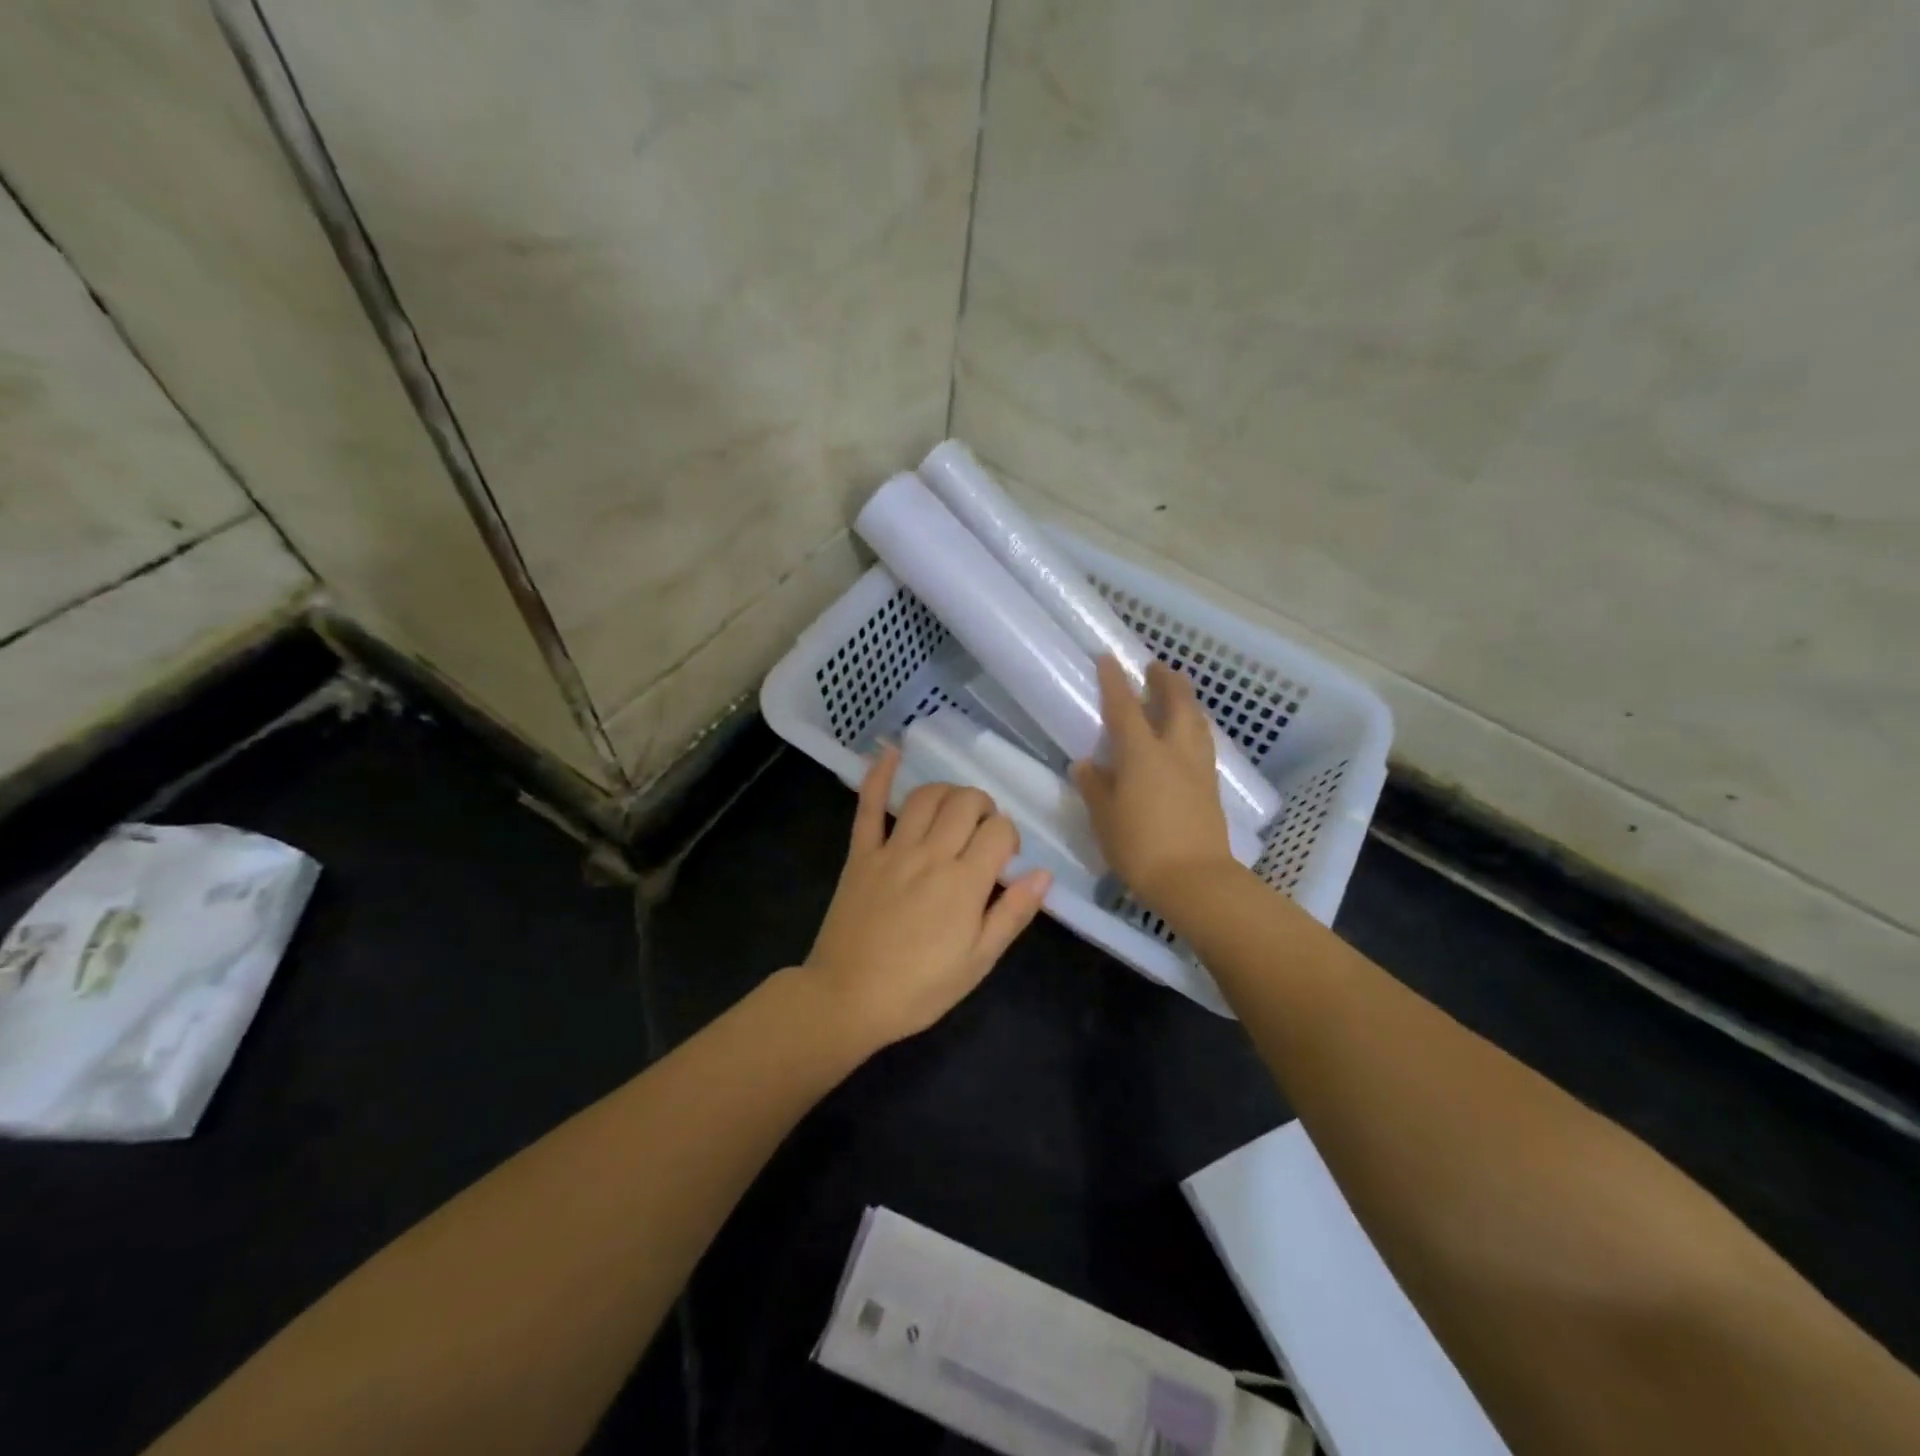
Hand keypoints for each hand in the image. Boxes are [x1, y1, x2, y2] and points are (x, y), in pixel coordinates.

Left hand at [801, 746, 1050, 1047]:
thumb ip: (1012, 914)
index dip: (1010, 836)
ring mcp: (892, 850)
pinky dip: (878, 776)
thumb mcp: (978, 962)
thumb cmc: (919, 989)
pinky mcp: (860, 854)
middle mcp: (931, 854)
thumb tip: (1044, 874)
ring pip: (926, 797)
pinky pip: (868, 807)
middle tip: (982, 832)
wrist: (847, 999)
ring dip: (948, 793)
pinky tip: (889, 752)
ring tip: (954, 809)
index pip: (1000, 831)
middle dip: (984, 807)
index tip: (1005, 859)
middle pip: (966, 803)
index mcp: (964, 882)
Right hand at [1073, 656, 1237, 908]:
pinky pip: (1204, 742)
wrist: (1193, 879)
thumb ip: (1095, 786)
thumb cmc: (1139, 846)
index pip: (1125, 707)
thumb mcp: (1104, 817)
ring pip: (1197, 721)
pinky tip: (1189, 735)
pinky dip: (1195, 726)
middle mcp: (1174, 751)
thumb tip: (1086, 764)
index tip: (1109, 658)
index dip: (1115, 681)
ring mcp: (1198, 767)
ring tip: (1177, 694)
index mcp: (1142, 754)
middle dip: (1166, 680)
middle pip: (1177, 703)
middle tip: (1156, 667)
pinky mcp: (1211, 786)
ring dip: (1186, 701)